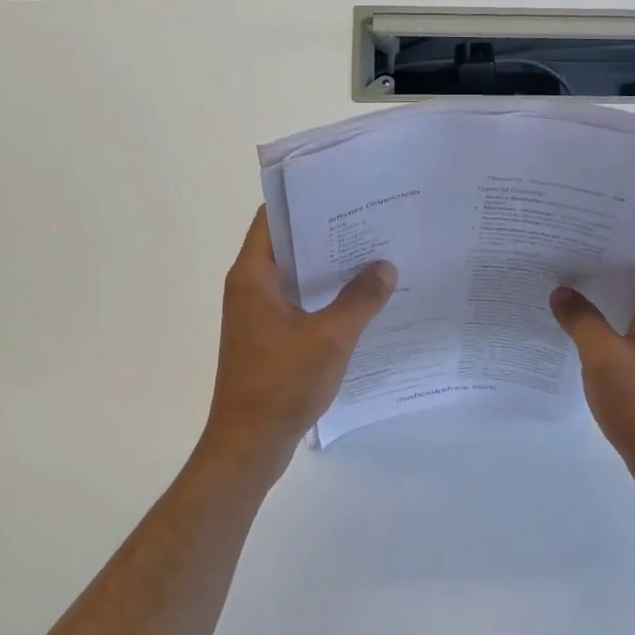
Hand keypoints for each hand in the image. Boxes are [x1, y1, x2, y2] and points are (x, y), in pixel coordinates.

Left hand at [202, 207, 396, 473]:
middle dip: (325, 231)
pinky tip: (360, 298)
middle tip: (369, 218)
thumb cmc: (282, 383)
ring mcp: (258, 314)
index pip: (272, 218)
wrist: (248, 446)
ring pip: (295, 275)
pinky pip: (298, 302)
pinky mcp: (268, 337)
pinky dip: (324, 295)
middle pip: (287, 244)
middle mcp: (250, 288)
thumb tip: (385, 266)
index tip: (341, 188)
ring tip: (372, 252)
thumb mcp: (330, 337)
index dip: (303, 199)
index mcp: (253, 276)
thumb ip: (360, 299)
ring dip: (327, 266)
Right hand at [551, 229, 634, 503]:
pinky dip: (609, 297)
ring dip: (611, 268)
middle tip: (574, 223)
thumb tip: (560, 290)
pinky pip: (632, 307)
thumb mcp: (603, 357)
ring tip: (568, 253)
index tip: (607, 202)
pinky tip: (574, 300)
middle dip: (618, 236)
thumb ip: (579, 318)